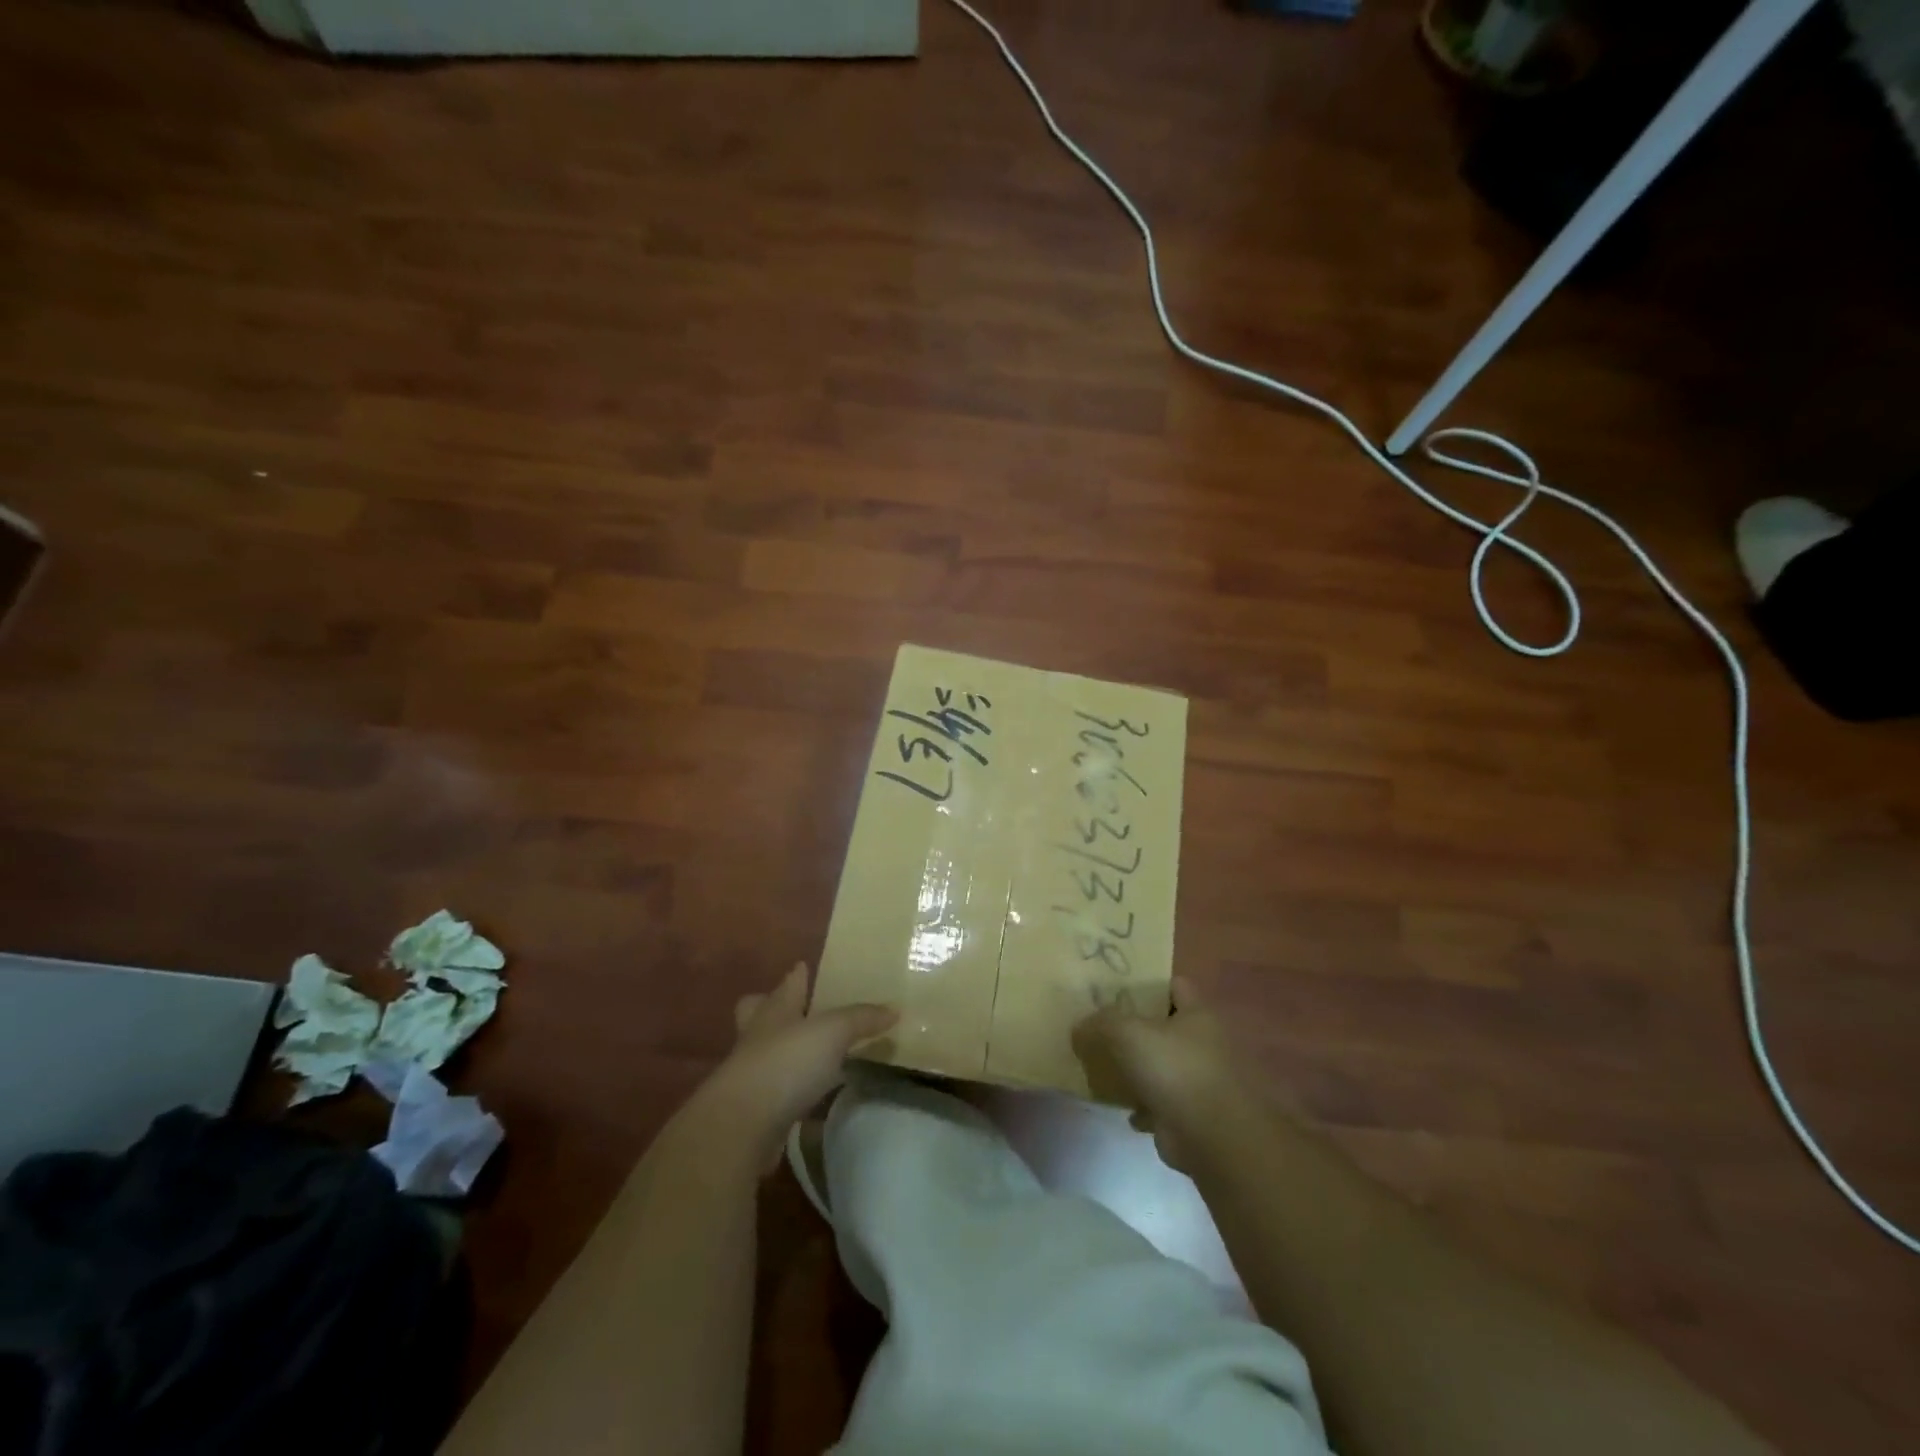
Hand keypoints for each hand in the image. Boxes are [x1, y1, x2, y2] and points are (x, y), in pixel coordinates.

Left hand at [698, 963, 895, 1170]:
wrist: (742, 1126)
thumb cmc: (786, 1063)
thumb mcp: (833, 1031)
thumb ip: (862, 1019)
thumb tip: (894, 1009)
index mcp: (775, 1010)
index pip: (786, 985)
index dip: (796, 976)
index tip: (802, 967)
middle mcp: (759, 1037)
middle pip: (758, 1015)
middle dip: (771, 1010)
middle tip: (794, 1010)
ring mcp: (753, 1076)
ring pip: (768, 1055)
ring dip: (786, 1054)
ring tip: (814, 1056)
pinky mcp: (756, 1112)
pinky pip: (779, 1096)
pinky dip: (794, 1095)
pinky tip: (815, 1101)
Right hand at [1073, 977, 1245, 1173]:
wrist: (1212, 1138)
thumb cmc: (1175, 1070)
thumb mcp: (1128, 1033)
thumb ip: (1101, 1022)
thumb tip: (1080, 1027)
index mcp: (1197, 1014)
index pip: (1175, 985)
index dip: (1149, 984)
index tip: (1117, 989)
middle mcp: (1205, 1044)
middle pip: (1166, 1027)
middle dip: (1138, 1029)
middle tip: (1103, 1029)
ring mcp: (1201, 1081)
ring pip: (1163, 1066)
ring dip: (1140, 1070)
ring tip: (1107, 1067)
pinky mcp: (1193, 1115)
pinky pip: (1162, 1103)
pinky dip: (1144, 1106)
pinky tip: (1124, 1108)